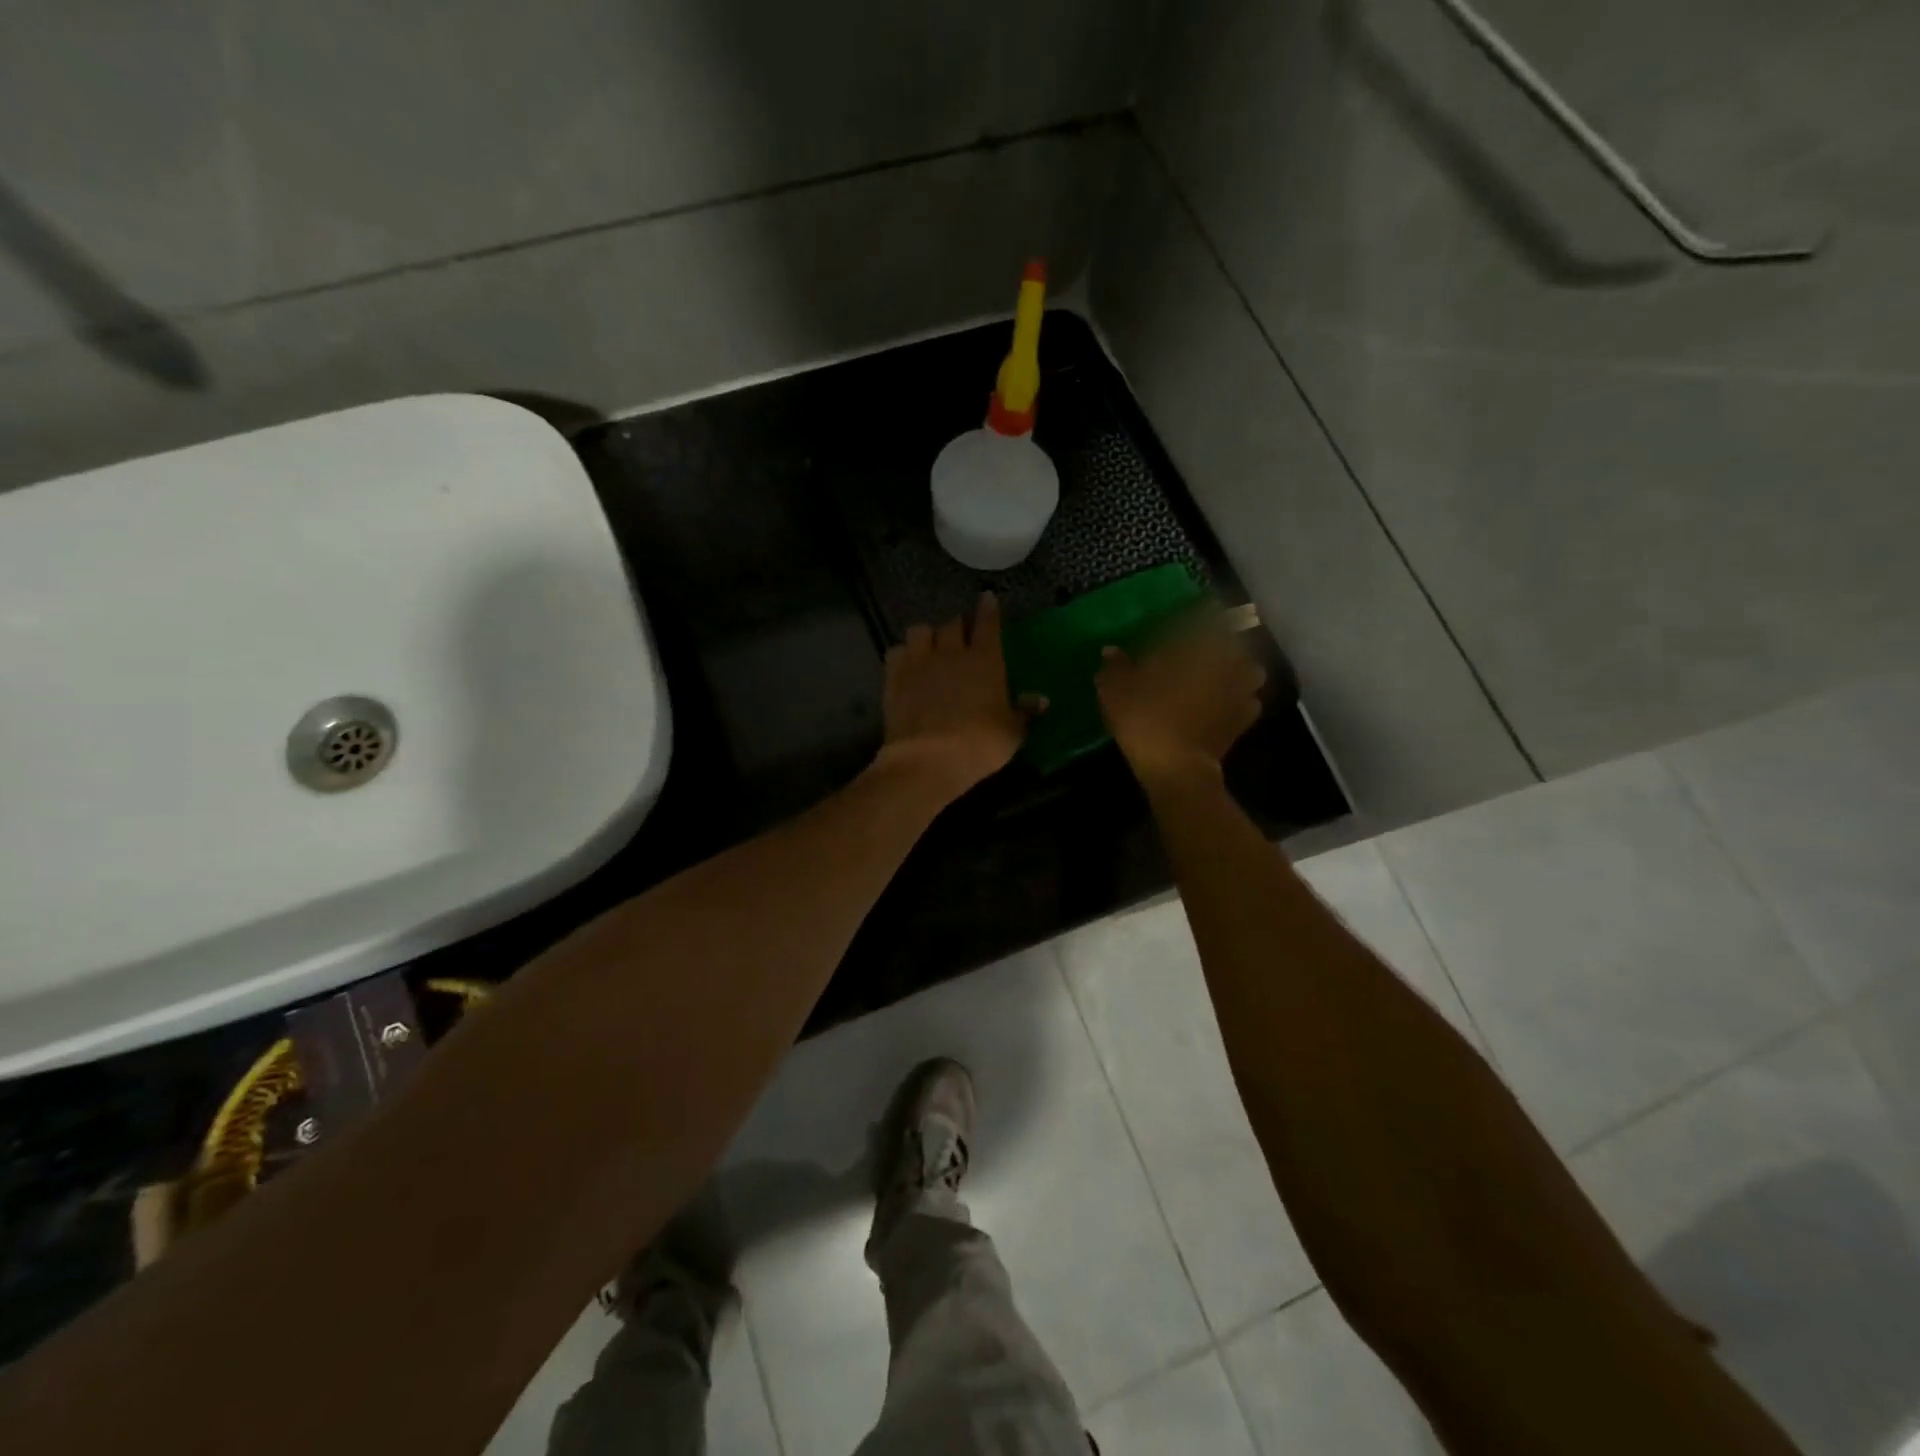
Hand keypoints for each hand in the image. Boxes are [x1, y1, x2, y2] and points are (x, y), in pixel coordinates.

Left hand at [877, 594, 1035, 796]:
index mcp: (985, 661)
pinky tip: (906, 664)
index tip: (987, 598)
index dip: (988, 609)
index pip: (988, 624)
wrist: (927, 759)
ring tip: (930, 646)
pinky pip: (896, 652)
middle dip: (958, 625)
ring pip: (920, 630)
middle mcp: (951, 653)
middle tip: (961, 634)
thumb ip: (1025, 712)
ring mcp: (919, 663)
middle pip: (952, 624)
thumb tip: (1041, 699)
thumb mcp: (1011, 733)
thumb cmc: (979, 745)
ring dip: (927, 635)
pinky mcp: (894, 678)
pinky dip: (902, 654)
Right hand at [1096, 616, 1265, 780]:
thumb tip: (1111, 650)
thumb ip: (1116, 666)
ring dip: (1236, 669)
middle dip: (1220, 642)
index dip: (1199, 613)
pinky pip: (1247, 699)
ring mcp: (1241, 690)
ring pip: (1247, 668)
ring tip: (1216, 676)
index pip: (1207, 615)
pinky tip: (1221, 705)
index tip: (1187, 616)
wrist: (1176, 767)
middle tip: (1199, 649)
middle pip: (1234, 640)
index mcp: (1199, 644)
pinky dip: (1237, 699)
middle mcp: (1228, 661)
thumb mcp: (1116, 688)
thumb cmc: (1146, 716)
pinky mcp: (1245, 719)